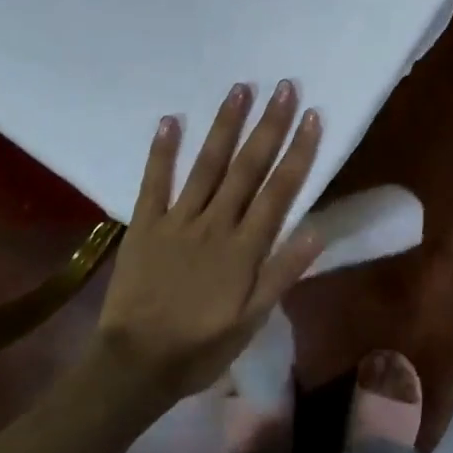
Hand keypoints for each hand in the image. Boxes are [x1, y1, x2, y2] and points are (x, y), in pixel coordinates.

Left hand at [96, 80, 325, 404]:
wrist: (134, 366)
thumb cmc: (201, 346)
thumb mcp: (252, 320)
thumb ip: (282, 273)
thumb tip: (318, 230)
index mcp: (245, 247)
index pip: (279, 189)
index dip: (298, 151)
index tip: (312, 115)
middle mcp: (215, 223)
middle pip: (248, 166)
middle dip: (269, 124)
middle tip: (284, 86)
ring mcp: (178, 220)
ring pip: (207, 164)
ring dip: (225, 125)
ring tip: (240, 89)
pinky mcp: (145, 224)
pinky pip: (154, 182)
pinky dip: (162, 150)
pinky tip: (171, 119)